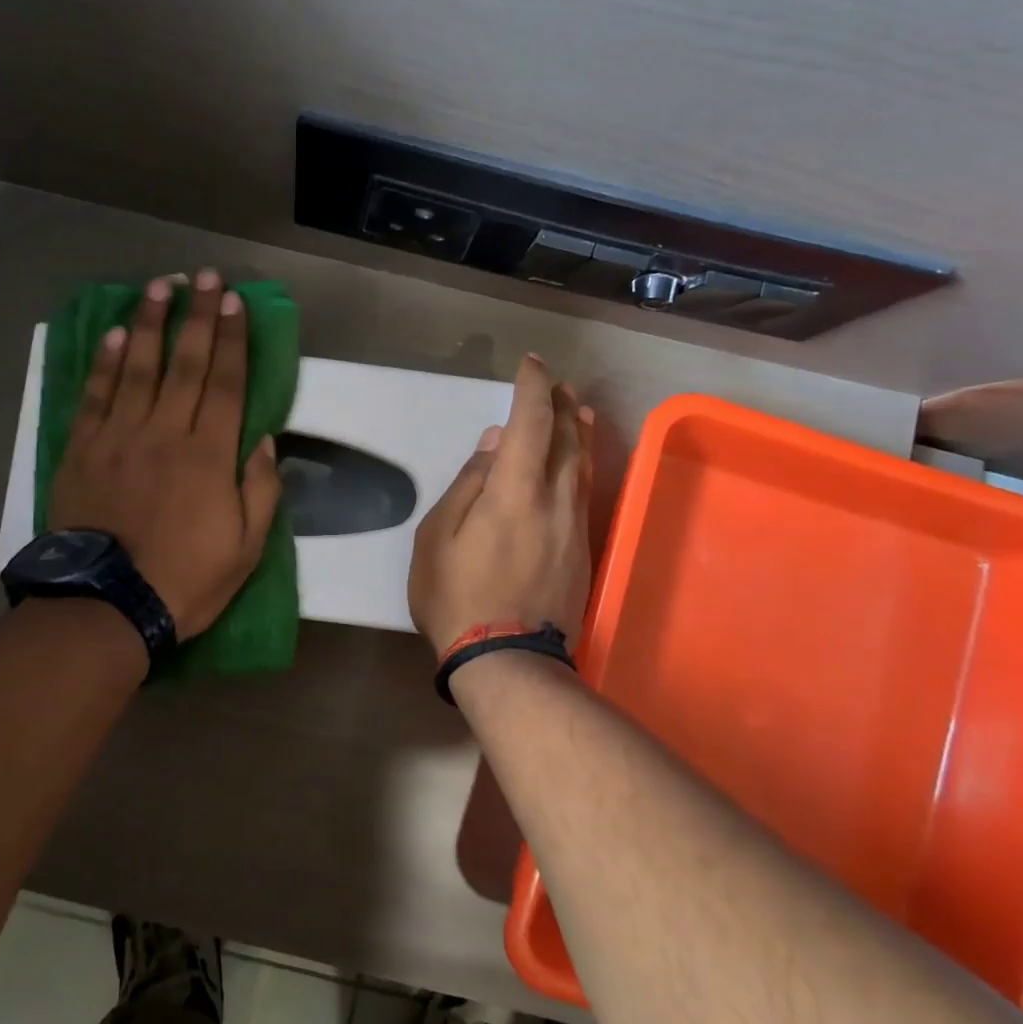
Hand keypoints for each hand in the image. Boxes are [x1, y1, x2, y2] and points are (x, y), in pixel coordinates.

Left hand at [49, 269, 282, 639]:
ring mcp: (119, 437)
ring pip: (139, 368)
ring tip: (159, 286)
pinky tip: (116, 335)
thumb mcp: (246, 548)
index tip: (236, 302)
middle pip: (185, 363)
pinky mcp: (83, 450)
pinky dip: (106, 363)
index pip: (226, 383)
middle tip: (203, 276)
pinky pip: (96, 396)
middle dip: (198, 315)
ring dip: (152, 323)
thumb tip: (263, 440)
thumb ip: (260, 490)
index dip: (233, 339)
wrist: (108, 605)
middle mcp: (165, 432)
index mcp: (209, 455)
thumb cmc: (186, 579)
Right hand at [409, 354, 594, 656]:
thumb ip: (468, 485)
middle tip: (554, 382)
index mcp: (515, 490)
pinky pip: (584, 490)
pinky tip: (577, 461)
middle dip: (560, 403)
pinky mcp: (582, 548)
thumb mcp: (438, 538)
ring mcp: (574, 524)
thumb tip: (495, 444)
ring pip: (582, 463)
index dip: (532, 387)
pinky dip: (581, 463)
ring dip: (578, 430)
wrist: (507, 660)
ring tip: (575, 408)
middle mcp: (554, 498)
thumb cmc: (457, 596)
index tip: (529, 364)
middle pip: (567, 437)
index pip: (531, 422)